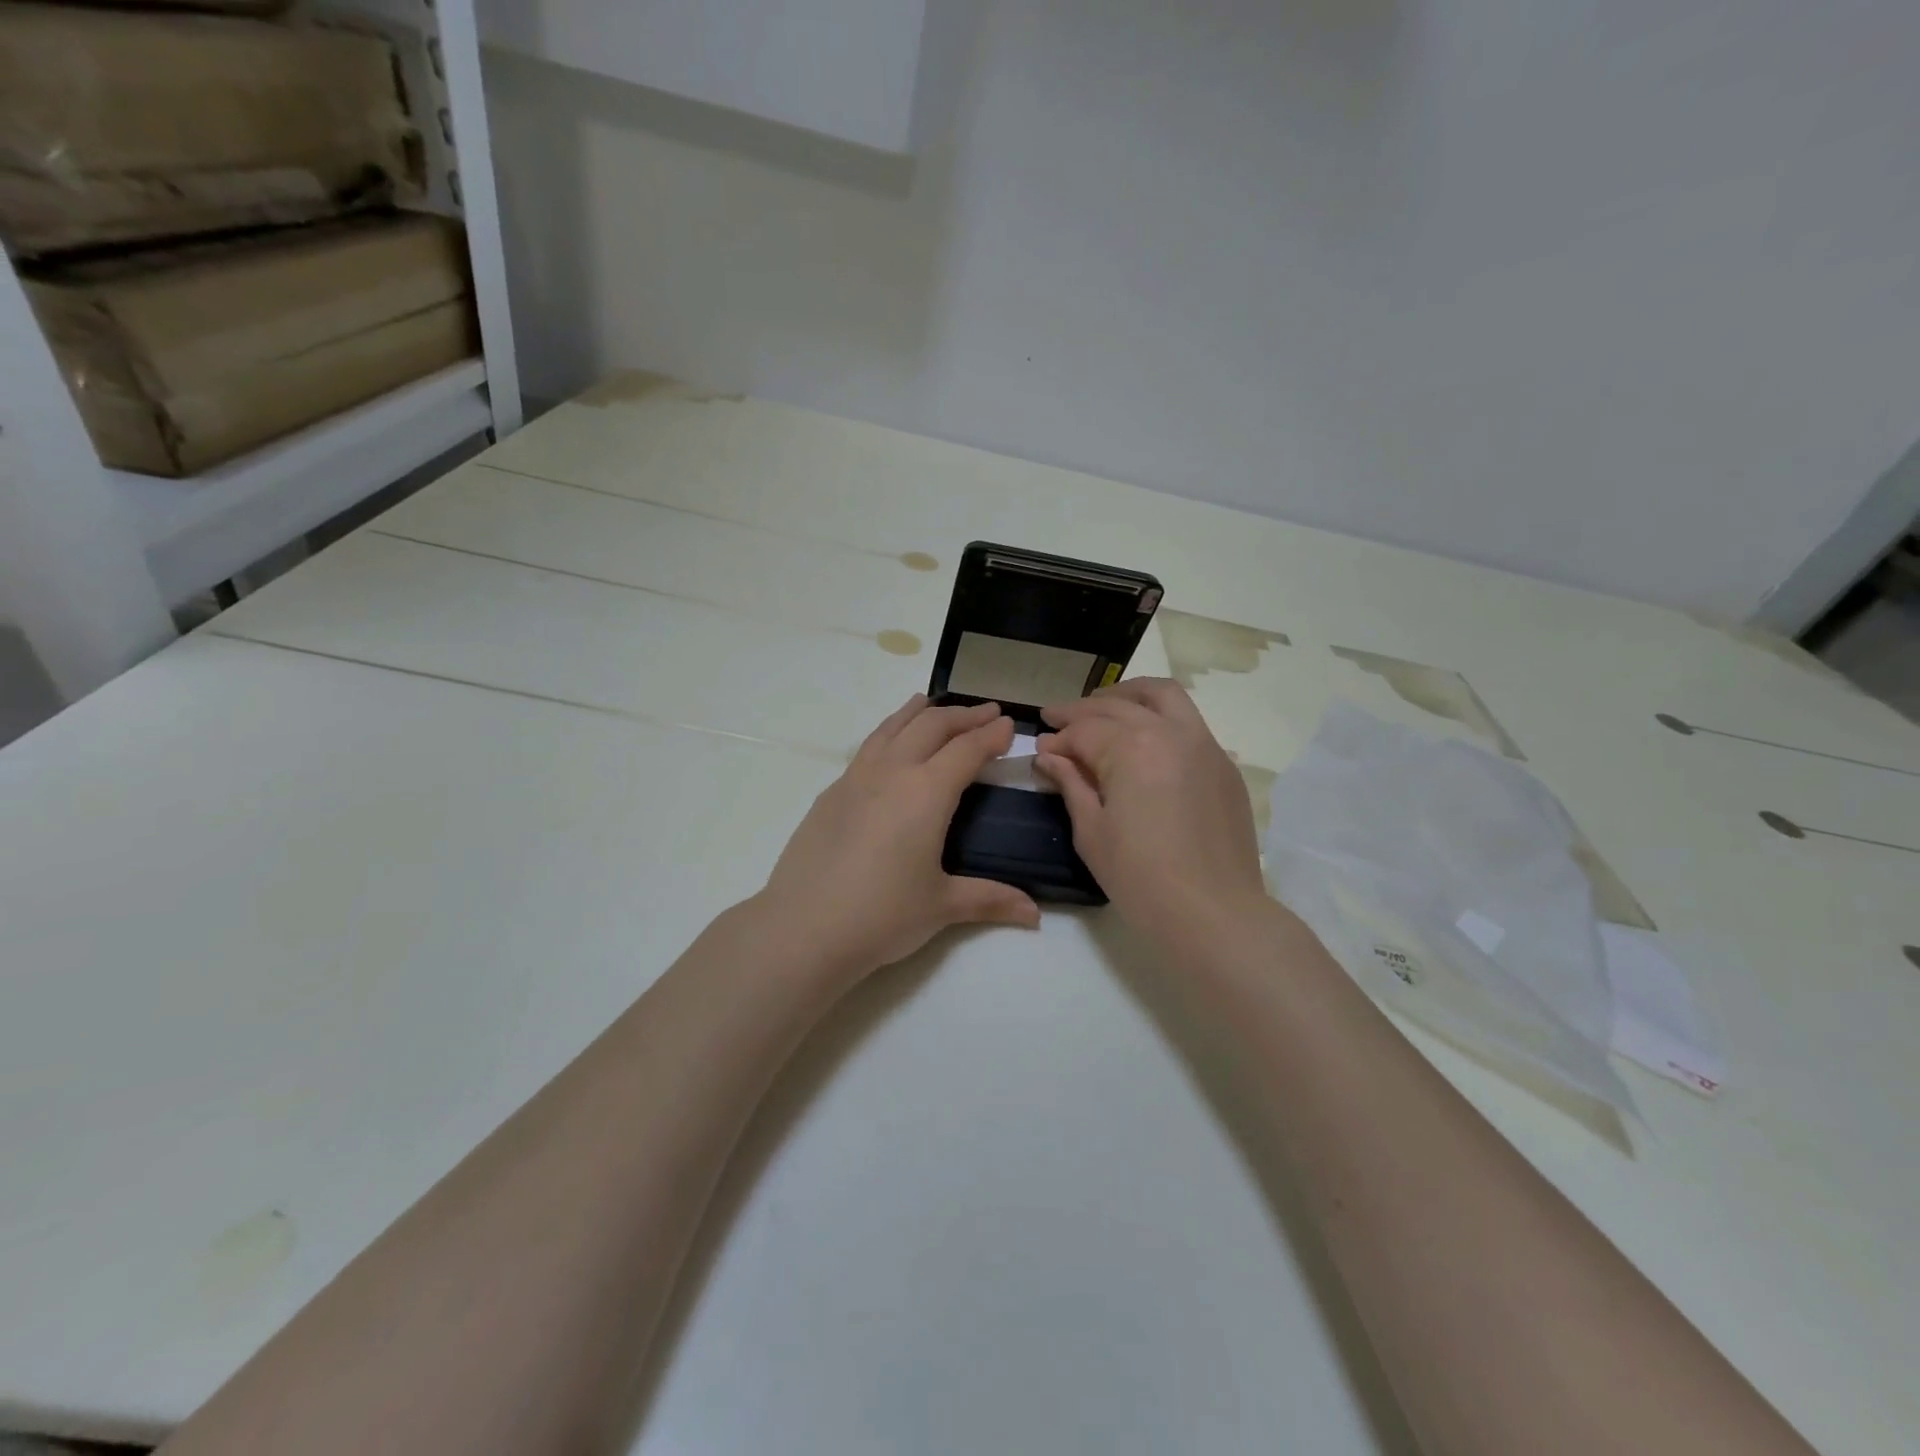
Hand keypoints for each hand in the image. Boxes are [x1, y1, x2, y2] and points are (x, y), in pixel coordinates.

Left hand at [755, 694, 1041, 976]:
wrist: (803, 928)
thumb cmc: (881, 915)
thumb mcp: (942, 907)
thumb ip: (990, 900)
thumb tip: (1035, 914)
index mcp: (926, 792)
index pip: (967, 750)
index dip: (992, 735)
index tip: (1010, 725)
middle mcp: (892, 772)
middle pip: (931, 726)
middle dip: (964, 715)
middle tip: (987, 712)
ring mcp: (856, 778)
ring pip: (893, 727)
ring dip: (921, 712)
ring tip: (934, 704)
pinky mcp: (831, 793)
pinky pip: (868, 746)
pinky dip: (889, 731)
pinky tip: (890, 744)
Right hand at [1036, 678, 1267, 949]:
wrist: (1213, 913)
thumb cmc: (1140, 878)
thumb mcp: (1092, 832)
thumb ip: (1071, 783)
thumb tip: (1049, 755)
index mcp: (1132, 748)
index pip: (1084, 730)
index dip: (1057, 739)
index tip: (1040, 748)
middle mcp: (1170, 732)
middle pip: (1118, 705)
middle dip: (1081, 710)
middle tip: (1056, 719)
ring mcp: (1204, 744)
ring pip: (1162, 695)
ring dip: (1126, 695)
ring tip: (1102, 707)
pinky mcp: (1224, 764)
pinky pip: (1188, 722)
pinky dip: (1159, 716)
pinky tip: (1143, 738)